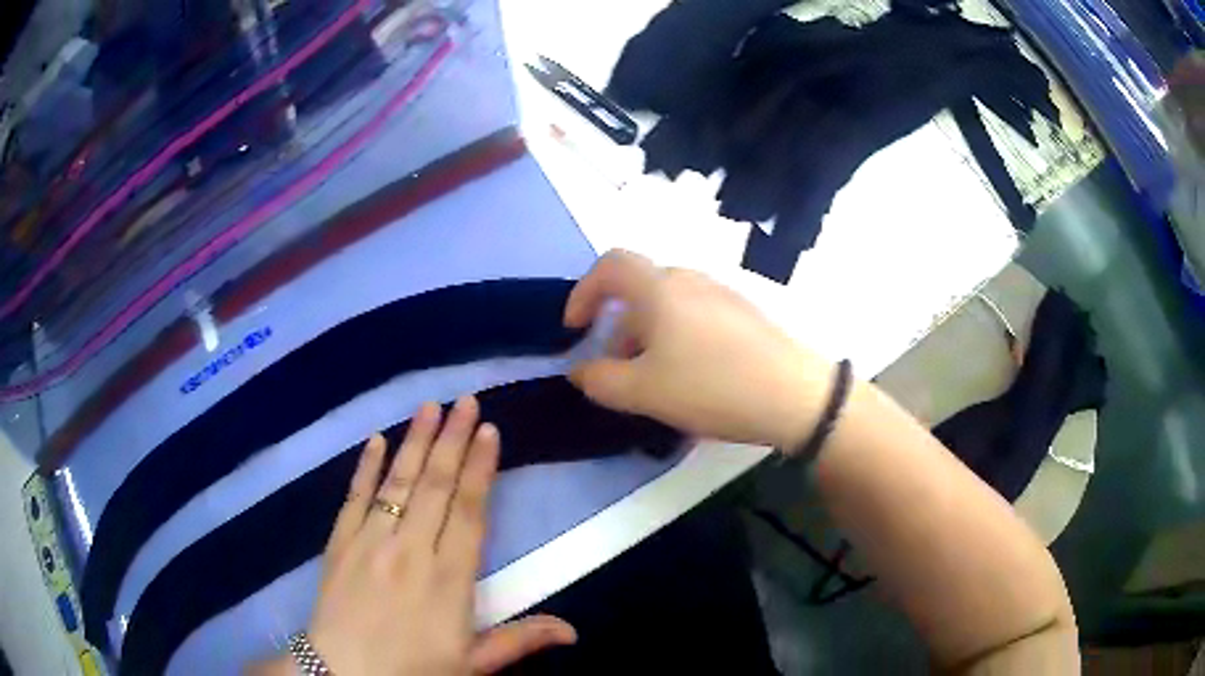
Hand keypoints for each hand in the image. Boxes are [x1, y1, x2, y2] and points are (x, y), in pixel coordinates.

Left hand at [290, 397, 575, 674]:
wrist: (343, 674)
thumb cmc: (413, 670)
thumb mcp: (472, 664)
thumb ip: (519, 641)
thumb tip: (573, 630)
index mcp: (449, 578)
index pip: (469, 511)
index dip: (480, 469)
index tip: (489, 431)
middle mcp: (411, 549)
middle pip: (436, 485)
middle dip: (453, 439)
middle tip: (465, 400)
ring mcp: (371, 540)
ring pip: (398, 482)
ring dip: (415, 441)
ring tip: (429, 406)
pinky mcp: (340, 541)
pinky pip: (355, 496)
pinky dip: (366, 467)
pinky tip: (377, 440)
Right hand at [565, 250, 833, 450]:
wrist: (796, 395)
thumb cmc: (712, 387)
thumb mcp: (644, 392)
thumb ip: (600, 379)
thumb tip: (579, 370)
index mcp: (660, 288)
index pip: (610, 266)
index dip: (583, 292)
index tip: (575, 329)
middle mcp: (690, 280)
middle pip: (640, 290)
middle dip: (618, 327)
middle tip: (618, 370)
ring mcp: (722, 293)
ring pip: (669, 306)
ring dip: (649, 336)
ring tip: (656, 382)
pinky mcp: (745, 313)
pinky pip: (696, 316)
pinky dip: (678, 339)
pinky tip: (693, 379)